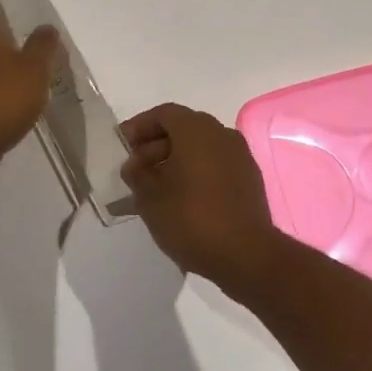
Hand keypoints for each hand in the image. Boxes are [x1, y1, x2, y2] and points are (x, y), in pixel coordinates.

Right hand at [119, 103, 284, 293]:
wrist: (247, 256)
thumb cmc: (192, 218)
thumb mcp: (150, 198)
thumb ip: (137, 174)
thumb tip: (135, 164)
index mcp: (197, 129)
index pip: (163, 114)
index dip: (139, 127)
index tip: (122, 146)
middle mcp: (221, 134)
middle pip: (182, 130)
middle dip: (154, 147)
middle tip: (134, 172)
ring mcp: (239, 157)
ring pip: (199, 150)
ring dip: (174, 163)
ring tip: (152, 190)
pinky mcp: (249, 180)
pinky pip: (214, 167)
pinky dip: (194, 175)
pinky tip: (179, 201)